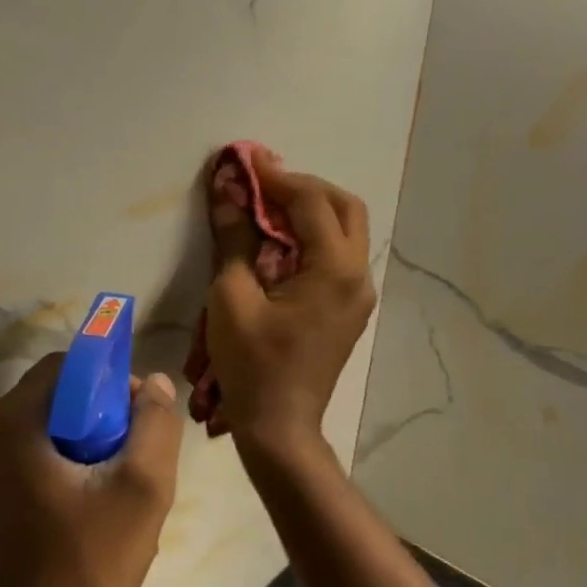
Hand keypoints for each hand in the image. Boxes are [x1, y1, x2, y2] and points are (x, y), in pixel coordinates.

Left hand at [0, 355, 182, 586]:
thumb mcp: (141, 492)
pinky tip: (87, 511)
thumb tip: (155, 383)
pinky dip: (59, 469)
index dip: (111, 382)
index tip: (140, 421)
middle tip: (134, 460)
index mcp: (10, 422)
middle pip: (53, 398)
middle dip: (99, 418)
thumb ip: (155, 425)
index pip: (67, 367)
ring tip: (115, 491)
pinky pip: (26, 462)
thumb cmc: (86, 568)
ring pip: (42, 432)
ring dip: (82, 446)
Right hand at [206, 157, 374, 453]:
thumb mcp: (232, 297)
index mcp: (334, 270)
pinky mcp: (349, 311)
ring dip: (311, 212)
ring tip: (268, 209)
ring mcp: (359, 296)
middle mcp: (358, 276)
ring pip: (346, 232)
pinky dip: (312, 239)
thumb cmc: (252, 364)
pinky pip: (338, 258)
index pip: (311, 203)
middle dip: (304, 188)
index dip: (277, 178)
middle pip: (344, 209)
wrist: (279, 426)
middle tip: (264, 185)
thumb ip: (234, 239)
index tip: (246, 160)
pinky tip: (279, 245)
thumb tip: (227, 191)